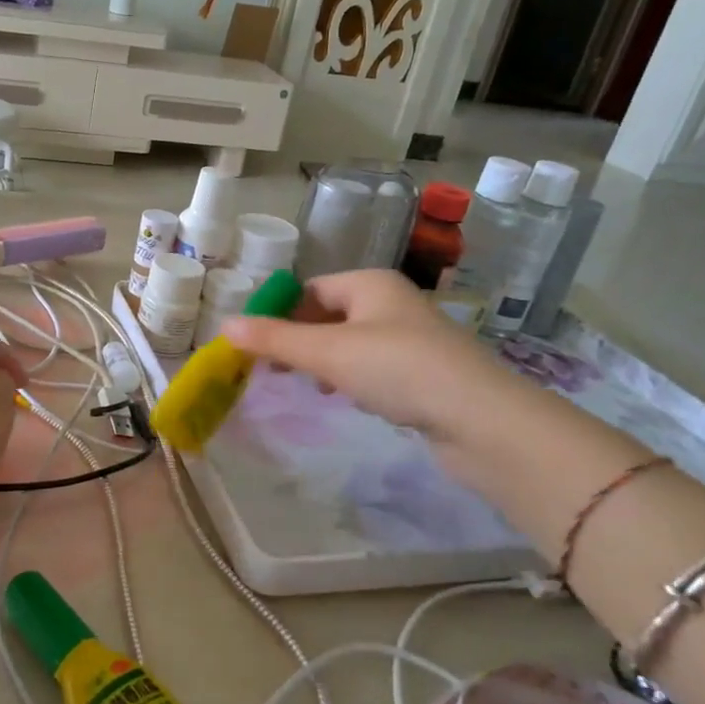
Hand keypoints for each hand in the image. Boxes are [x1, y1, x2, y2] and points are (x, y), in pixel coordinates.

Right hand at [222, 270, 519, 447]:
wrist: (481, 420)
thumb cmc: (397, 370)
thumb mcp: (327, 352)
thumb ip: (274, 339)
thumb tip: (224, 325)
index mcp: (370, 283)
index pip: (310, 289)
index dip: (278, 313)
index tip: (254, 345)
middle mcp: (392, 302)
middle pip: (329, 314)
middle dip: (298, 340)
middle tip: (272, 369)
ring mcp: (411, 338)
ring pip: (351, 342)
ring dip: (323, 361)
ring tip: (306, 385)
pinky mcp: (425, 372)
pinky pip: (374, 366)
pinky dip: (352, 377)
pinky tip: (345, 398)